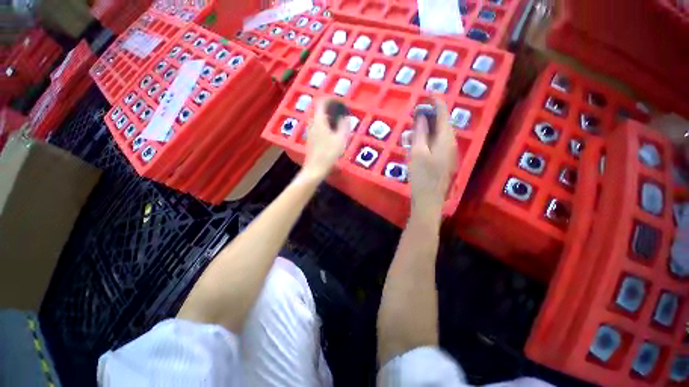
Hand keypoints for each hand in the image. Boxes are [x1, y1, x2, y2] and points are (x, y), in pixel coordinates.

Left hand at [302, 97, 350, 179]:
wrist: (315, 169)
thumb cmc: (328, 154)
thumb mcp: (340, 140)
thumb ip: (343, 126)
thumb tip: (345, 117)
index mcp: (319, 121)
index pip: (321, 102)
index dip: (330, 99)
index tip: (340, 102)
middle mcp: (312, 124)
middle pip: (320, 110)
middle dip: (331, 109)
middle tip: (341, 113)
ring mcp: (310, 132)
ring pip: (319, 119)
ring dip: (328, 118)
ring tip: (339, 124)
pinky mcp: (310, 139)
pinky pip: (318, 127)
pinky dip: (325, 125)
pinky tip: (333, 134)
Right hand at [408, 97, 457, 211]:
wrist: (429, 200)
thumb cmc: (421, 176)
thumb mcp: (417, 152)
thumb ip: (420, 133)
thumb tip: (422, 116)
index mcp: (446, 140)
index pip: (443, 115)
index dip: (436, 102)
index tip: (428, 93)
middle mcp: (451, 144)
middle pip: (443, 124)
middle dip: (431, 115)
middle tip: (417, 113)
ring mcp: (449, 154)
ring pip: (440, 135)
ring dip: (429, 128)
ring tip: (415, 128)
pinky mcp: (445, 162)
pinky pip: (438, 144)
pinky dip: (429, 139)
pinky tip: (419, 143)